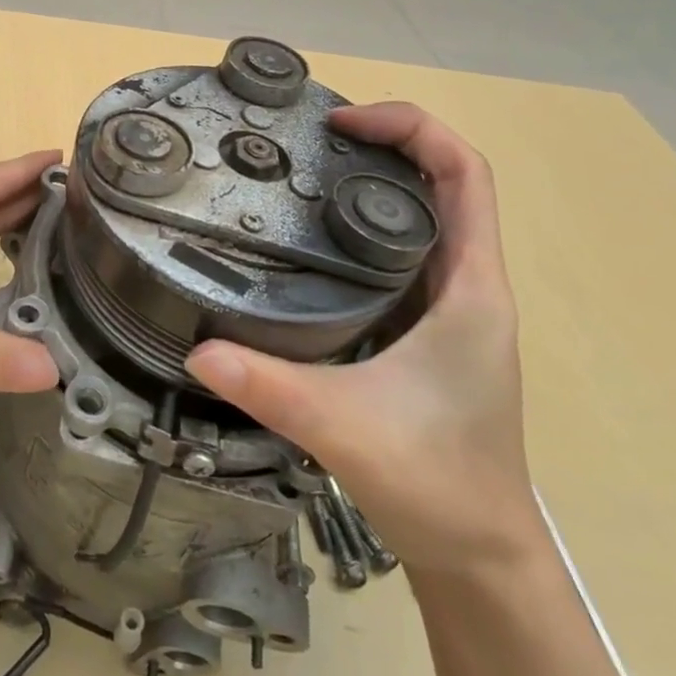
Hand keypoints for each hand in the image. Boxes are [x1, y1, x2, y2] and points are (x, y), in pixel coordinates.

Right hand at [185, 103, 542, 574]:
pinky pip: (400, 252)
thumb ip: (271, 388)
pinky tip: (306, 238)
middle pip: (441, 181)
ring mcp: (447, 307)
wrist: (478, 554)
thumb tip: (197, 349)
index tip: (342, 121)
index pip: (465, 174)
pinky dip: (362, 224)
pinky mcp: (424, 328)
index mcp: (471, 287)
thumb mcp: (344, 428)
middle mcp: (466, 284)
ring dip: (373, 180)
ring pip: (421, 216)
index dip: (412, 127)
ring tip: (300, 170)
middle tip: (306, 136)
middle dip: (383, 141)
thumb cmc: (436, 483)